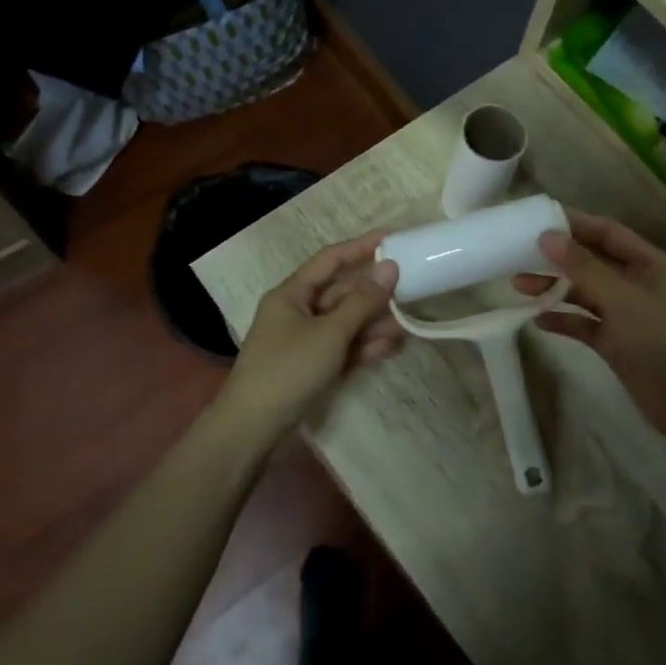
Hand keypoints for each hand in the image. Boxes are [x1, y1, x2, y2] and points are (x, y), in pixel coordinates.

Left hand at [222, 231, 403, 433]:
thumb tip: (390, 267)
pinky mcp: (312, 366)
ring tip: (407, 324)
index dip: (360, 247)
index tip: (392, 238)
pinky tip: (391, 347)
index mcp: (292, 294)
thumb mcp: (330, 332)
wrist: (254, 427)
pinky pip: (342, 347)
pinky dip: (363, 346)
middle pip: (341, 293)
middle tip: (411, 288)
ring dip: (374, 323)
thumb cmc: (289, 368)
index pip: (330, 260)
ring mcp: (304, 341)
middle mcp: (297, 312)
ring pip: (345, 322)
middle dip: (374, 293)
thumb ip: (362, 301)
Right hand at [515, 210, 665, 441]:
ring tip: (518, 286)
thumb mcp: (622, 299)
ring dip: (555, 289)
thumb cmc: (662, 342)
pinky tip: (537, 320)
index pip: (609, 234)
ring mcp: (629, 316)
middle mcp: (641, 285)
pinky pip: (586, 325)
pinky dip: (564, 320)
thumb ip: (583, 267)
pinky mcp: (618, 344)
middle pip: (594, 263)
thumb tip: (547, 236)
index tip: (539, 218)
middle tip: (519, 254)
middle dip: (558, 259)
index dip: (576, 224)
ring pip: (587, 294)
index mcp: (653, 265)